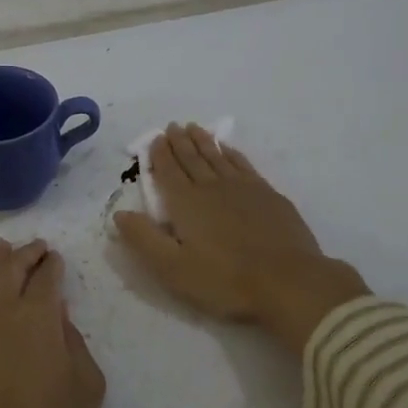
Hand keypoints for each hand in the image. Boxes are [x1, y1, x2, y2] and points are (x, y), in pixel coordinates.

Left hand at [0, 238, 104, 407]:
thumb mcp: (86, 390)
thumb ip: (75, 344)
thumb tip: (59, 317)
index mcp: (38, 318)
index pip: (46, 278)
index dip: (53, 264)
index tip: (57, 258)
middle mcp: (0, 312)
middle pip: (10, 269)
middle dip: (26, 253)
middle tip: (37, 246)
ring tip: (2, 248)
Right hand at [113, 124, 369, 353]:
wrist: (288, 281)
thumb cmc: (225, 280)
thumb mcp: (173, 268)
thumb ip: (143, 239)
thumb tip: (119, 214)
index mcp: (186, 203)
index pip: (168, 172)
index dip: (160, 154)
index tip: (154, 138)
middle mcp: (212, 187)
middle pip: (192, 158)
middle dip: (179, 142)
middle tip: (172, 126)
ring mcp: (244, 188)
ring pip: (218, 157)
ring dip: (204, 142)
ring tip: (194, 128)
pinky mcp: (268, 195)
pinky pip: (244, 165)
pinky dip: (232, 154)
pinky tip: (229, 149)